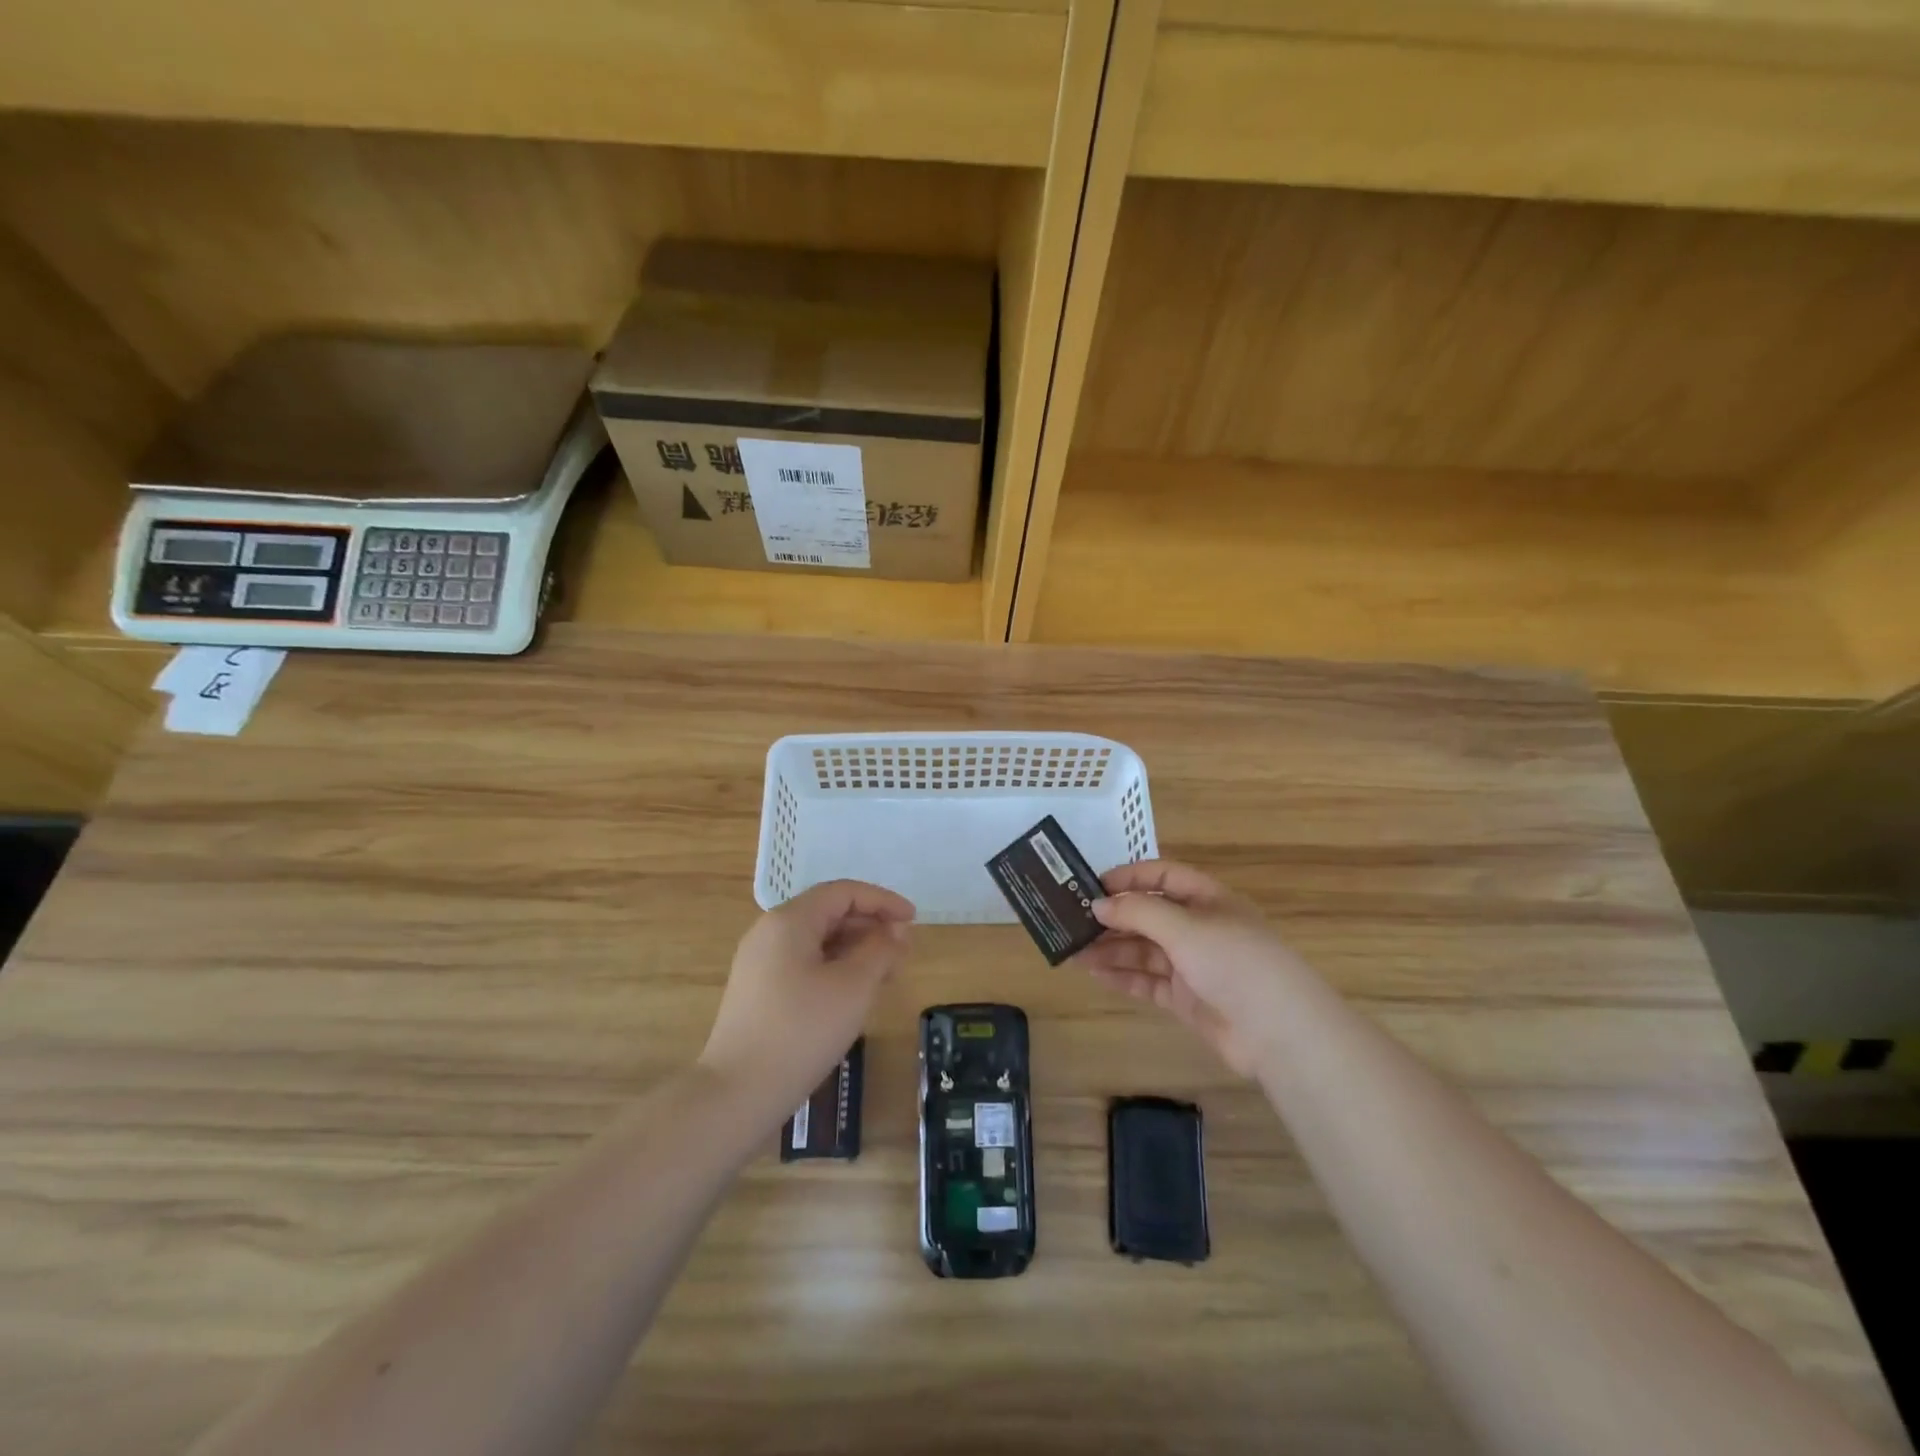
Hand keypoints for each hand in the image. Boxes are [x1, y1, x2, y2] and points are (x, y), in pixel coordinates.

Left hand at [700, 880, 914, 1110]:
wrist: (736, 1094)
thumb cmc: (801, 1031)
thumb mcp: (853, 986)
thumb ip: (881, 950)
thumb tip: (896, 930)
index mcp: (790, 920)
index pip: (843, 892)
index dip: (883, 901)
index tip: (914, 920)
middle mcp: (770, 932)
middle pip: (829, 913)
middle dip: (870, 926)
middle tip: (904, 951)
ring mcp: (760, 963)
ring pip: (817, 941)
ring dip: (855, 950)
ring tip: (887, 974)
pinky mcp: (758, 992)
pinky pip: (804, 964)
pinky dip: (835, 968)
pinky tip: (854, 994)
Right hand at [1076, 860, 1303, 1076]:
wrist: (1279, 1033)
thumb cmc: (1235, 962)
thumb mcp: (1185, 927)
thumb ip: (1138, 913)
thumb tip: (1098, 904)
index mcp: (1207, 899)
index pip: (1162, 877)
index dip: (1128, 878)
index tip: (1091, 887)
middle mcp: (1199, 928)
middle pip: (1148, 915)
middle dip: (1113, 918)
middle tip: (1072, 923)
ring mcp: (1193, 965)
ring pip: (1144, 950)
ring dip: (1111, 948)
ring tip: (1073, 951)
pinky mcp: (1186, 998)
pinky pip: (1147, 981)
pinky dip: (1122, 976)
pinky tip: (1094, 973)